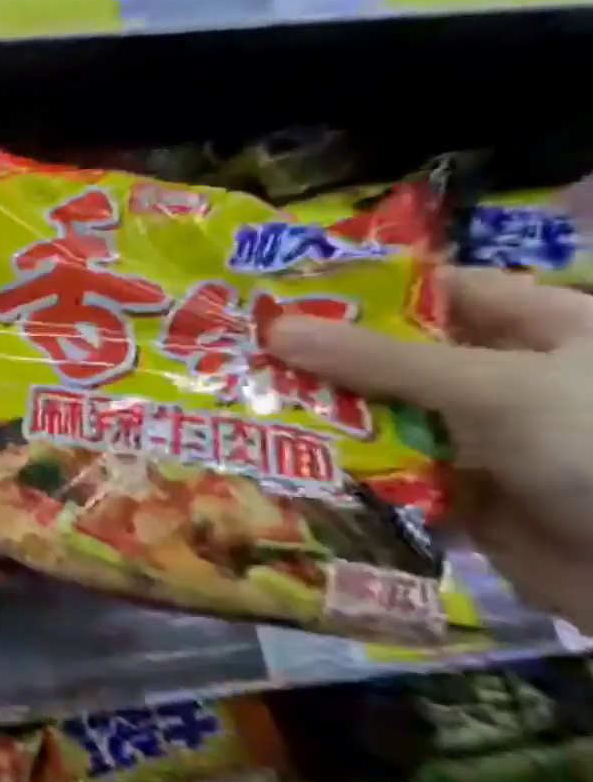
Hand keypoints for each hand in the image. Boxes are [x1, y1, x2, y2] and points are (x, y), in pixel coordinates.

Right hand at [270, 267, 592, 627]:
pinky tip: (275, 457)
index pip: (440, 291)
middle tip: (233, 352)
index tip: (276, 295)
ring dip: (322, 415)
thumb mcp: (496, 389)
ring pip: (384, 416)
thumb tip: (273, 328)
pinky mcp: (463, 493)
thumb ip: (380, 360)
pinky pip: (387, 471)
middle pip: (398, 357)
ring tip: (236, 402)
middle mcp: (512, 381)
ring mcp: (487, 440)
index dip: (361, 288)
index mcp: (547, 332)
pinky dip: (339, 468)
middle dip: (321, 358)